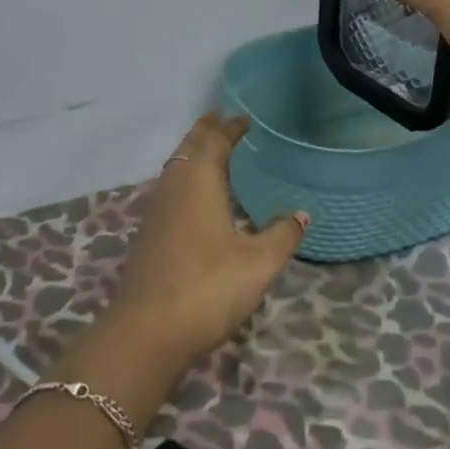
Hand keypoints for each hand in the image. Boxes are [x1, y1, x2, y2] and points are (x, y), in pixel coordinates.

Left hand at [110, 113, 307, 365]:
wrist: (147, 330)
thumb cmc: (208, 287)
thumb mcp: (257, 263)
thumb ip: (281, 235)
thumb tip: (301, 214)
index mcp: (199, 181)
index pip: (214, 142)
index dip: (228, 128)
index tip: (242, 118)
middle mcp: (174, 187)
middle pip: (189, 148)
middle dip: (205, 132)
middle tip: (221, 119)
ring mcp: (156, 210)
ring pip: (175, 167)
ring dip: (192, 153)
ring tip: (209, 151)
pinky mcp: (149, 234)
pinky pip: (169, 189)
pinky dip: (183, 178)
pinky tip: (192, 197)